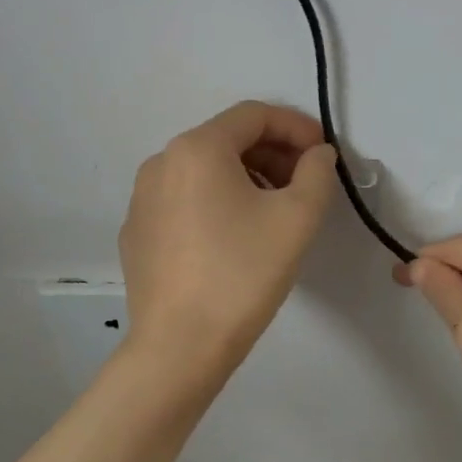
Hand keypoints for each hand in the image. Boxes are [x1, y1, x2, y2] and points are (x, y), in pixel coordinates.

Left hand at [120, 101, 338, 367]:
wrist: (180, 346)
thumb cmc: (243, 273)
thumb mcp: (297, 217)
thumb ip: (317, 172)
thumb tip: (317, 155)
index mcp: (197, 148)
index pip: (254, 115)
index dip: (296, 127)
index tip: (324, 155)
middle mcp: (161, 162)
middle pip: (227, 140)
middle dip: (273, 154)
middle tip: (305, 185)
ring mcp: (142, 199)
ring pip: (204, 172)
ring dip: (246, 178)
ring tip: (274, 212)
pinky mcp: (137, 233)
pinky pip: (184, 201)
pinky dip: (216, 204)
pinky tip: (235, 239)